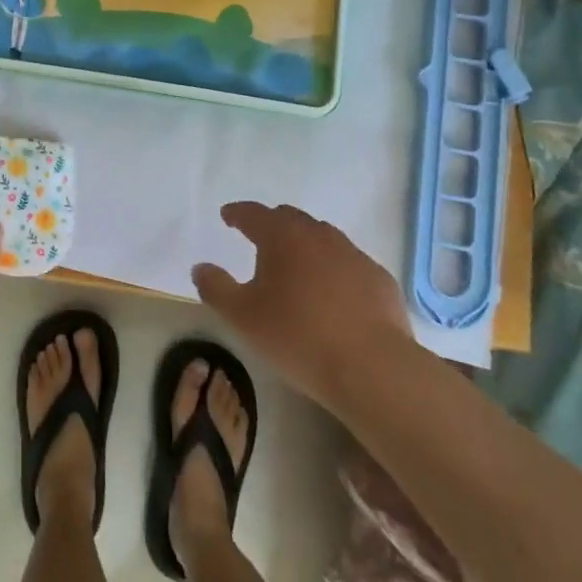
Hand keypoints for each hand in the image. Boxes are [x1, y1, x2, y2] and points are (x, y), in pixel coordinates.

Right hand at [193, 202, 411, 411]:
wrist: (373, 368)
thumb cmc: (298, 336)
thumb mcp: (242, 317)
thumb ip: (216, 288)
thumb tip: (201, 267)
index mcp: (281, 236)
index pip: (253, 213)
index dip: (237, 213)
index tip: (227, 216)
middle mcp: (318, 235)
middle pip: (290, 219)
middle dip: (272, 224)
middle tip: (260, 239)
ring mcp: (353, 255)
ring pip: (323, 239)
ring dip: (306, 246)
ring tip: (297, 268)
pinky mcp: (380, 280)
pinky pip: (350, 265)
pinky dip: (336, 270)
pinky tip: (334, 294)